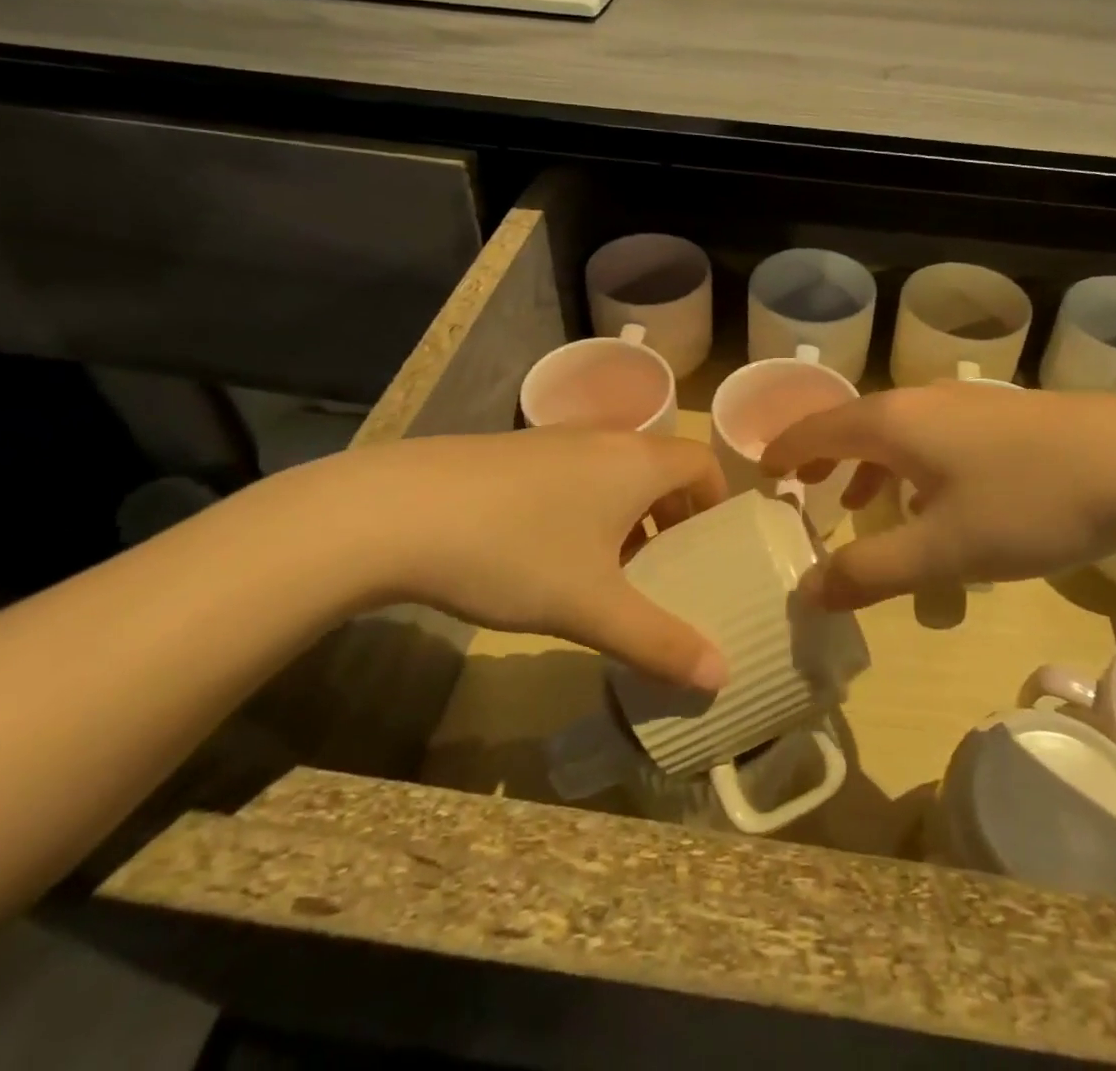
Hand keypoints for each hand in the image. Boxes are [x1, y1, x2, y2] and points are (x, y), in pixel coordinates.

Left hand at [272, 430, 730, 690]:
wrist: (395, 511)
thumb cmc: (514, 552)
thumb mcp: (591, 607)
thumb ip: (659, 642)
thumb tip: (721, 676)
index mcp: (636, 462)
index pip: (702, 463)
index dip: (716, 501)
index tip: (709, 547)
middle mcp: (602, 439)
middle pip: (659, 467)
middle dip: (672, 516)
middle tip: (665, 568)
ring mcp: (552, 440)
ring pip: (613, 471)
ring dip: (626, 514)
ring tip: (609, 569)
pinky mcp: (511, 452)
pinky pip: (572, 473)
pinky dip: (584, 506)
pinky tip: (546, 554)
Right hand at [761, 385, 1115, 607]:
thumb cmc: (1028, 504)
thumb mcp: (942, 551)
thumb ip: (869, 571)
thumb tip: (807, 592)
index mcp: (893, 422)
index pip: (816, 428)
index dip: (785, 451)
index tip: (764, 476)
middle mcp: (922, 401)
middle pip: (855, 424)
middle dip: (824, 458)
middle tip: (804, 491)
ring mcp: (968, 404)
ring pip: (899, 431)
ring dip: (871, 465)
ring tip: (864, 503)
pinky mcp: (1005, 417)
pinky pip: (935, 437)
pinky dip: (913, 465)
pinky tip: (938, 500)